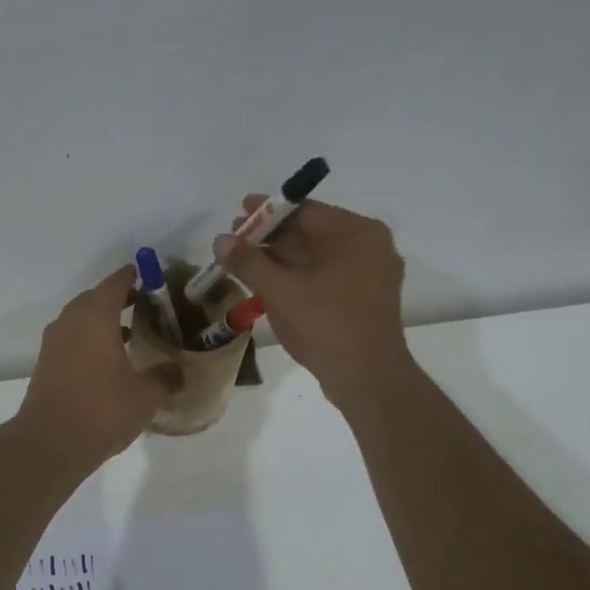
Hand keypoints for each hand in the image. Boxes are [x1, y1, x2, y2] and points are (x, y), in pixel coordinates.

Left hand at [15, 266, 180, 470]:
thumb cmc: (102, 410)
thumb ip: (166, 377)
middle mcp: (71, 321)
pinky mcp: (46, 363)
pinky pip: (72, 339)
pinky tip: (110, 360)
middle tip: (147, 305)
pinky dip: (91, 340)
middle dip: (120, 298)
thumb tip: (179, 370)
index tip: (152, 277)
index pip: (116, 283)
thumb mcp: (146, 395)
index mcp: (95, 316)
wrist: (50, 443)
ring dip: (104, 321)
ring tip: (132, 333)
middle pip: (96, 298)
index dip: (134, 277)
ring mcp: (54, 342)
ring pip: (81, 319)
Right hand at [213, 198, 410, 409]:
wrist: (367, 378)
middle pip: (311, 233)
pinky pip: (325, 277)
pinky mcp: (363, 300)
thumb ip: (248, 261)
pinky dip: (297, 277)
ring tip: (243, 263)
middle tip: (234, 240)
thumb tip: (220, 240)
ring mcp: (370, 275)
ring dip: (280, 259)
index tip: (238, 212)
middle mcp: (369, 248)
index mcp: (357, 233)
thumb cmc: (325, 324)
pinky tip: (267, 284)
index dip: (267, 211)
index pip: (305, 211)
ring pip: (316, 257)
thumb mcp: (279, 290)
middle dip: (271, 237)